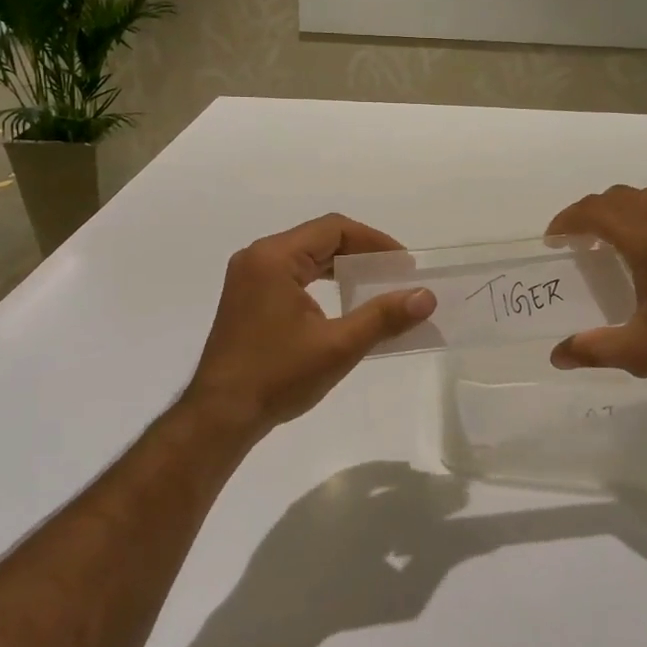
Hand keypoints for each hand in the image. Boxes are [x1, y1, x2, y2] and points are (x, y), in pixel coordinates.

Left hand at [184, 215, 434, 438]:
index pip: (334, 229)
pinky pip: (291, 274)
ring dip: (340, 267)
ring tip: (374, 286)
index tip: (403, 266)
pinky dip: (320, 281)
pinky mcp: (246, 298)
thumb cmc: (277, 377)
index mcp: (274, 257)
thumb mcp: (338, 346)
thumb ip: (383, 317)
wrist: (219, 417)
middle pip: (319, 238)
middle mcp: (257, 257)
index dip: (374, 241)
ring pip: (305, 256)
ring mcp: (247, 277)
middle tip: (394, 275)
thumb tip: (426, 297)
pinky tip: (340, 302)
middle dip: (360, 253)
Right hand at [545, 186, 646, 393]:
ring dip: (625, 210)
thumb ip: (593, 349)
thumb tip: (557, 356)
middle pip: (619, 197)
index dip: (567, 221)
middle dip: (592, 213)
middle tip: (579, 241)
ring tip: (617, 241)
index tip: (553, 240)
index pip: (594, 212)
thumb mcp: (643, 352)